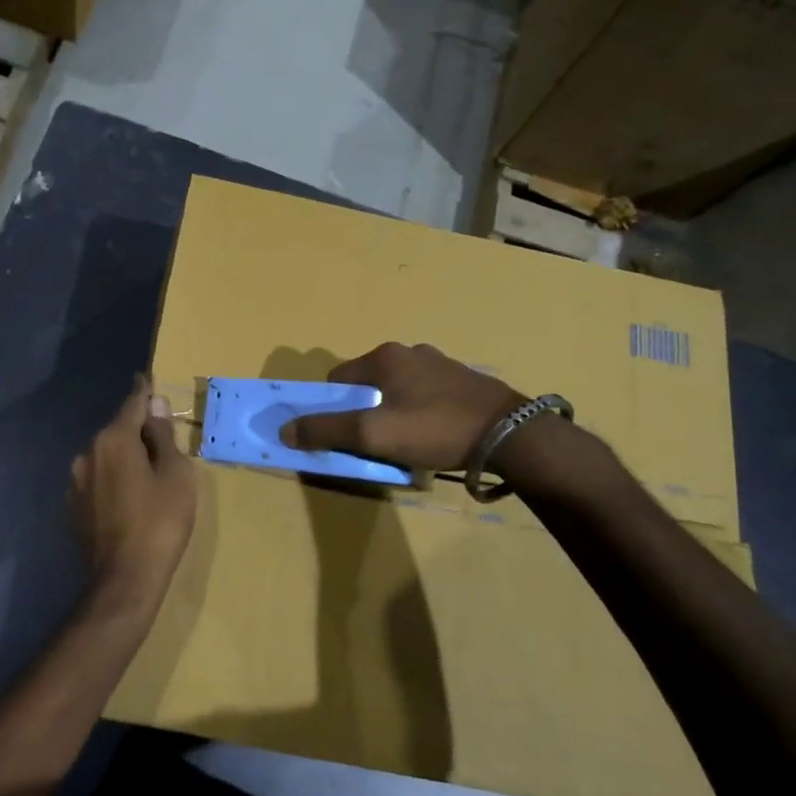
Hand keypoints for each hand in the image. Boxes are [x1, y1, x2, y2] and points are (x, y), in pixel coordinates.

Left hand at [70, 376, 197, 619]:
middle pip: (119, 430)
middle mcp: (88, 453)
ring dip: (126, 457)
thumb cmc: (160, 522)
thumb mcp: (175, 474)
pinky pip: (99, 480)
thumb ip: (163, 435)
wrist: (125, 580)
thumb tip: (155, 405)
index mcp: (114, 440)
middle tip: (163, 440)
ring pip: (107, 456)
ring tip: (149, 474)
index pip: (133, 403)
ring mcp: (76, 482)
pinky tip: (131, 498)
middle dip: (139, 430)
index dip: (144, 391)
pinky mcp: (74, 507)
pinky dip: (115, 479)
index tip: (146, 378)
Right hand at [284, 342, 525, 470]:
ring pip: (397, 390)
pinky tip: (432, 437)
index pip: (338, 379)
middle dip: (363, 412)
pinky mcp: (464, 381)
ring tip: (405, 444)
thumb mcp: (373, 435)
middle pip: (367, 384)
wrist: (510, 435)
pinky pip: (425, 396)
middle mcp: (411, 351)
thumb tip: (285, 429)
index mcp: (385, 356)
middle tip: (374, 444)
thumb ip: (326, 431)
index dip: (332, 408)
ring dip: (392, 413)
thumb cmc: (435, 429)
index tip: (344, 435)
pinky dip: (419, 414)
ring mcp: (441, 364)